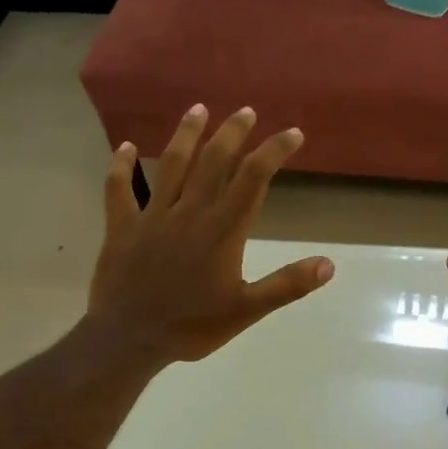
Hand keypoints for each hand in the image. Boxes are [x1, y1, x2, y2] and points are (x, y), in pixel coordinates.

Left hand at [88, 105, 333, 363]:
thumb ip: (287, 285)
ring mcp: (152, 215)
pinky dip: (120, 167)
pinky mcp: (122, 227)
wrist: (130, 339)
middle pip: (214, 161)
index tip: (292, 134)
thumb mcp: (246, 310)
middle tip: (246, 111)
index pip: (253, 178)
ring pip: (170, 165)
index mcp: (222, 229)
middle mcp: (189, 211)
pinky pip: (118, 190)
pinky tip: (123, 146)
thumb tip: (328, 265)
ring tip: (198, 109)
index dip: (274, 151)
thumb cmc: (192, 326)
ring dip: (185, 135)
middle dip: (233, 132)